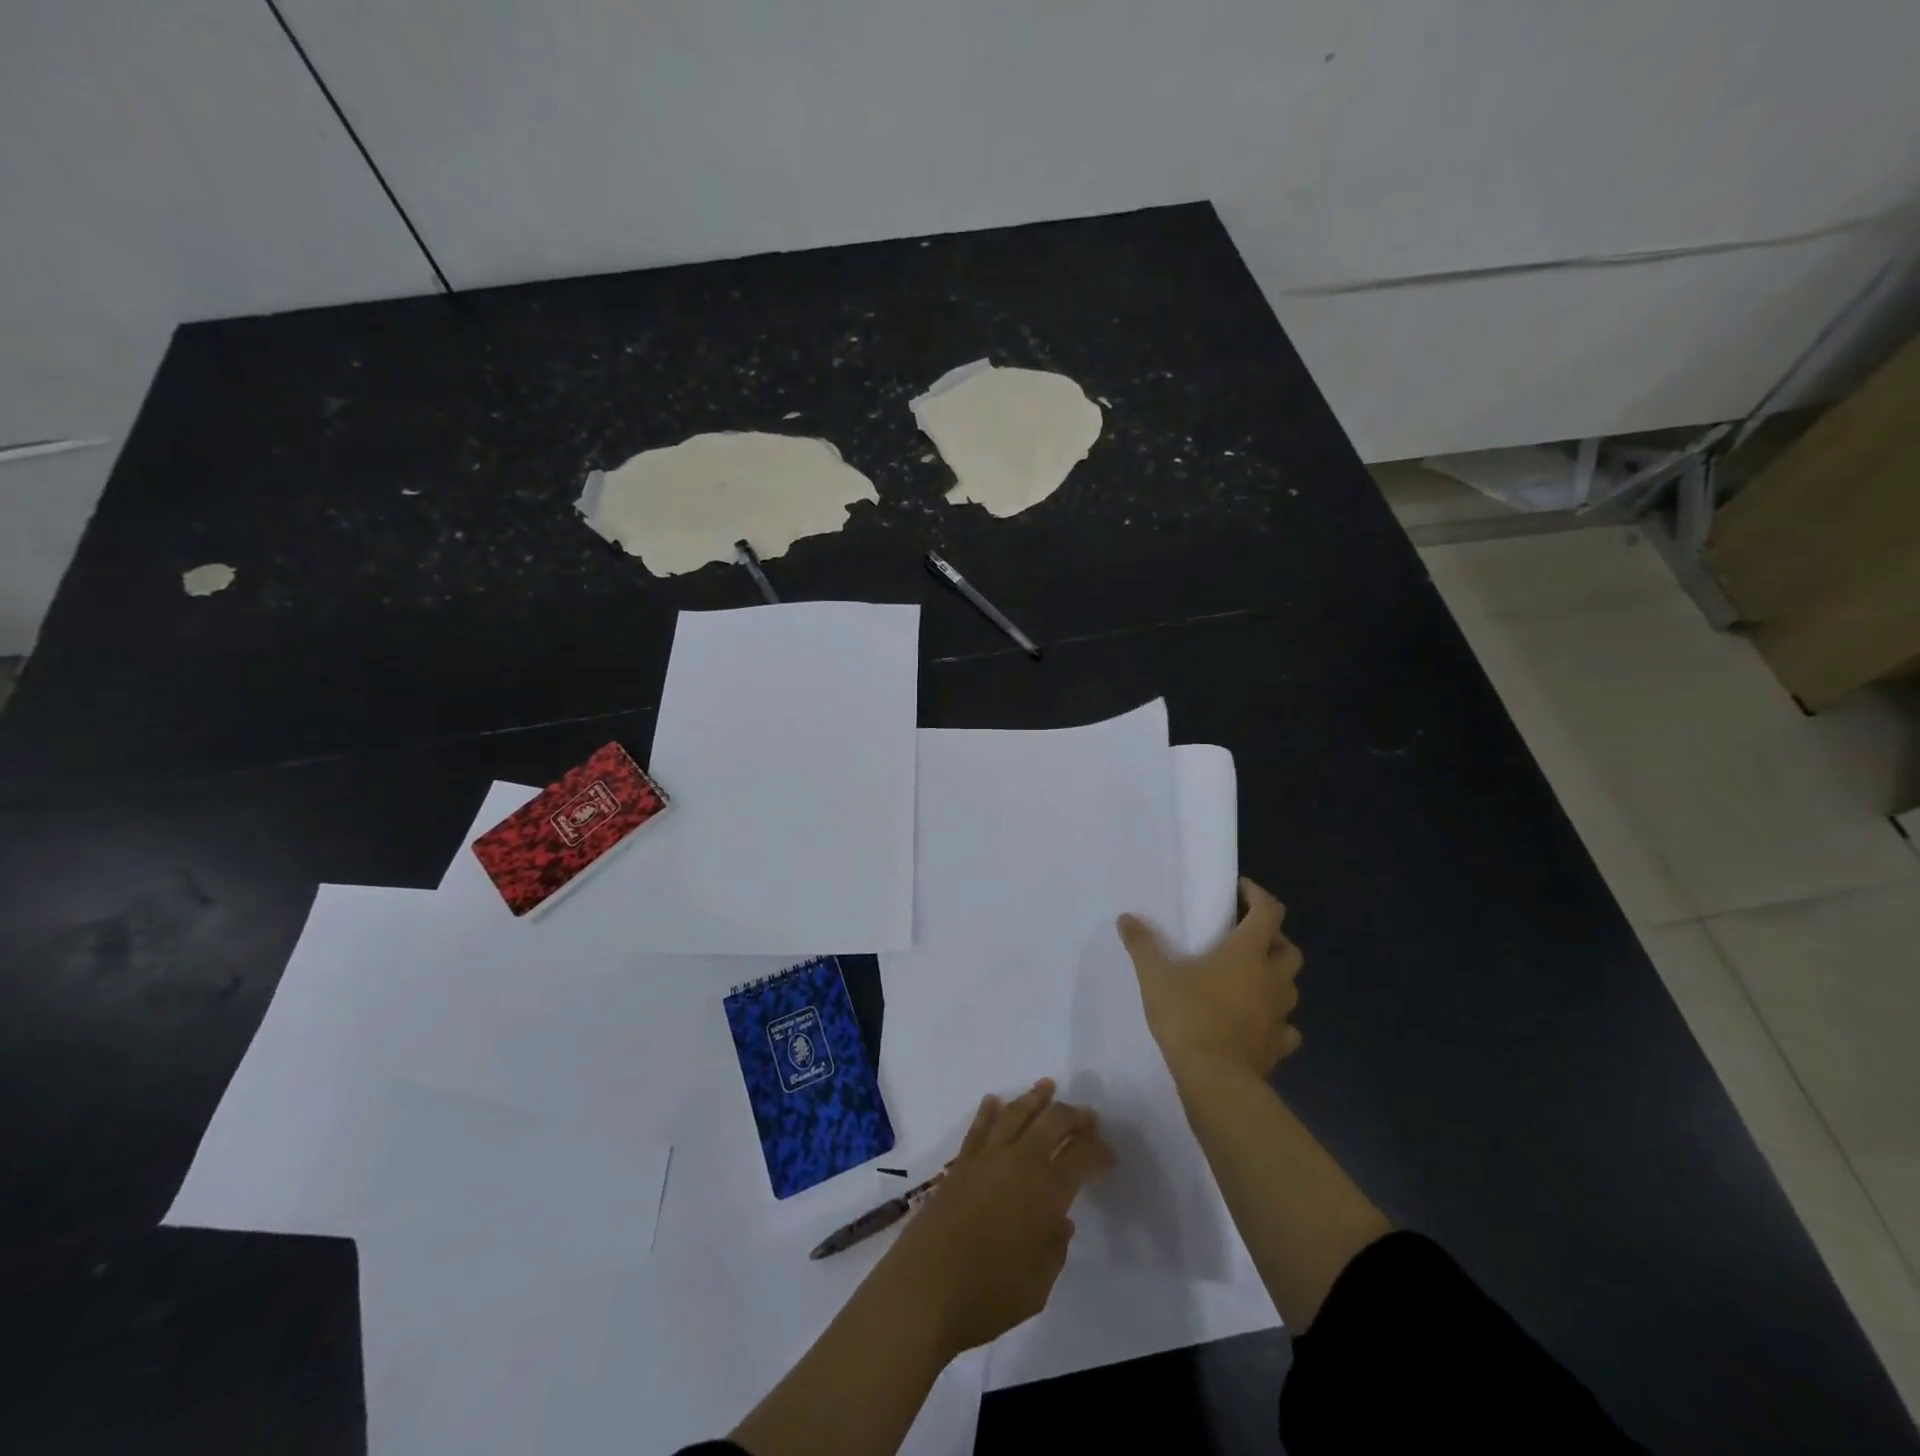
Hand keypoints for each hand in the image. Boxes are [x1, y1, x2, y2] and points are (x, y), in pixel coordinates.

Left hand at [874, 1079, 1114, 1356]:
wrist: (925, 1287)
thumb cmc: (989, 1294)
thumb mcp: (1039, 1286)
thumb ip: (1055, 1247)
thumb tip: (1060, 1220)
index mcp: (1046, 1190)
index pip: (1082, 1156)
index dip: (1100, 1151)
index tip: (1110, 1156)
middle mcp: (1019, 1162)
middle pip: (1051, 1123)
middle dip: (1074, 1116)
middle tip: (1088, 1117)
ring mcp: (986, 1158)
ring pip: (1015, 1114)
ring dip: (1034, 1098)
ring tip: (1048, 1086)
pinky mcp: (960, 1164)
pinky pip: (979, 1127)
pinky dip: (990, 1111)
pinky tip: (994, 1101)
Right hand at [1118, 877, 1304, 1081]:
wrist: (1215, 1080)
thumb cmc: (1189, 1016)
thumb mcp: (1155, 976)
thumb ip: (1142, 944)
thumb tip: (1126, 918)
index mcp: (1247, 953)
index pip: (1268, 912)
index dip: (1258, 895)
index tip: (1241, 889)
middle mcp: (1271, 979)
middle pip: (1288, 949)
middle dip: (1273, 938)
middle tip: (1246, 937)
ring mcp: (1279, 1014)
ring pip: (1290, 986)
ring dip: (1276, 977)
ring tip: (1250, 978)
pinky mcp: (1278, 1046)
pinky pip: (1286, 1027)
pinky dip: (1276, 1020)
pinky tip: (1257, 1022)